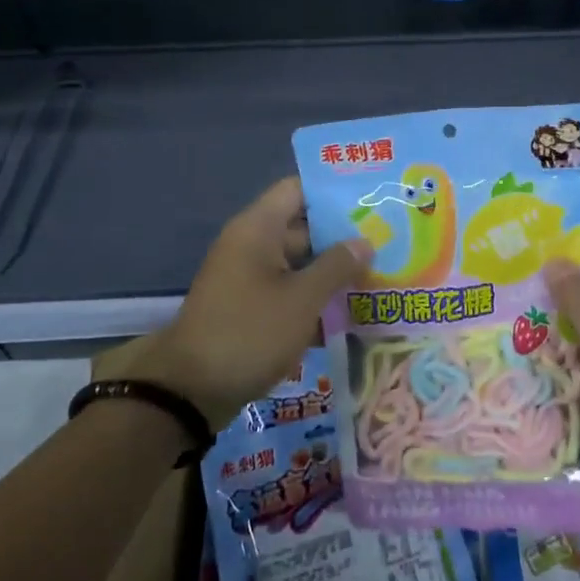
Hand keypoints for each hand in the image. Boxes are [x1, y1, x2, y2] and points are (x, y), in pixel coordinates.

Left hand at [133, 178, 371, 429]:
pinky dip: (314, 297)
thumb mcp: (302, 299)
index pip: (299, 190)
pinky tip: (351, 312)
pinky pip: (288, 290)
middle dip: (342, 236)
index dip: (334, 192)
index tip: (371, 201)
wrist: (192, 391)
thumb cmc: (250, 332)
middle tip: (387, 241)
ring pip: (299, 262)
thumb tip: (364, 241)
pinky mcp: (250, 307)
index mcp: (258, 228)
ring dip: (332, 270)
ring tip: (379, 275)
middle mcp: (252, 245)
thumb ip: (337, 266)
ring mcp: (249, 277)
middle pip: (303, 227)